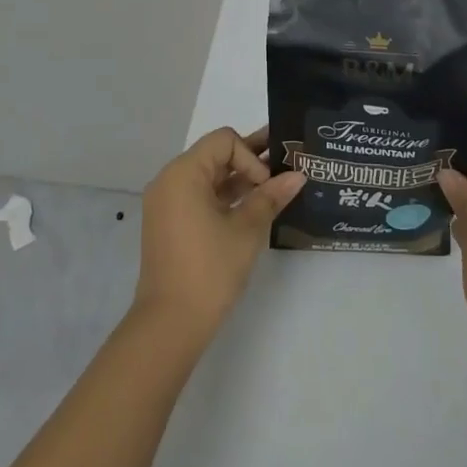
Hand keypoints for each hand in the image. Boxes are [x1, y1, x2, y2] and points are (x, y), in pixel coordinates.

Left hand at [133, 127, 304, 343]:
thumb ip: (271, 197)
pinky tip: (252, 208)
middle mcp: (170, 180)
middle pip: (216, 155)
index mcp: (183, 173)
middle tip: (285, 165)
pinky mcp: (170, 223)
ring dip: (240, 180)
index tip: (266, 186)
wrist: (170, 325)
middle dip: (250, 161)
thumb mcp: (246, 230)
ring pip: (209, 177)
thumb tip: (299, 175)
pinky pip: (200, 196)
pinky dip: (225, 198)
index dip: (251, 156)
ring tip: (275, 187)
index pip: (224, 141)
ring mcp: (167, 203)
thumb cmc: (209, 270)